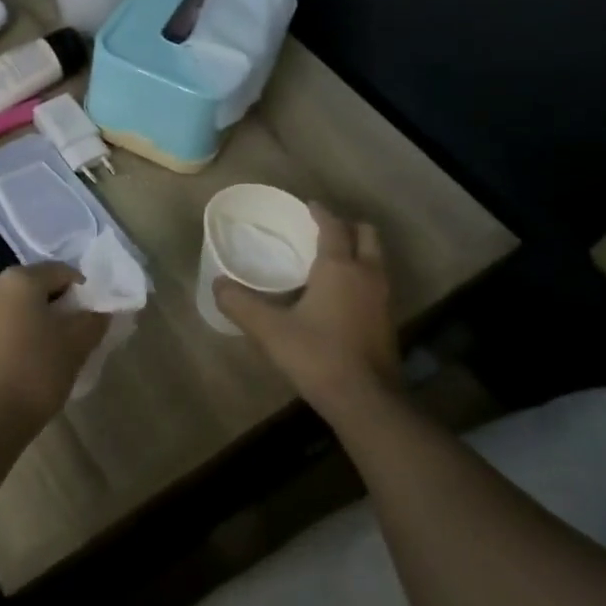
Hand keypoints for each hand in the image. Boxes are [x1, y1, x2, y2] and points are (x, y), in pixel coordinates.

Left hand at [0, 262, 106, 429]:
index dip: (80, 290)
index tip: (89, 316)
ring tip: (39, 353)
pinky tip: (14, 365)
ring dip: (24, 321)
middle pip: (29, 288)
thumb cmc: (36, 374)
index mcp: (18, 280)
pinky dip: (4, 338)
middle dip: (50, 306)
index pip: (60, 272)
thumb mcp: (77, 346)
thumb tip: (98, 310)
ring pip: (6, 309)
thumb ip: (92, 320)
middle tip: (67, 335)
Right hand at [213, 204, 398, 417]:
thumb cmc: (317, 355)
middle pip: (366, 235)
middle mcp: (367, 275)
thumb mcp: (269, 330)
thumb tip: (217, 284)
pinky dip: (361, 275)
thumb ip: (241, 304)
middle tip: (322, 230)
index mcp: (339, 267)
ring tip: (329, 259)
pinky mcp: (387, 321)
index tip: (307, 206)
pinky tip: (339, 294)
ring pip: (375, 259)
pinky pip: (376, 282)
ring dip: (357, 251)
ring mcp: (383, 298)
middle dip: (347, 226)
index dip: (320, 213)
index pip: (333, 227)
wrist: (366, 400)